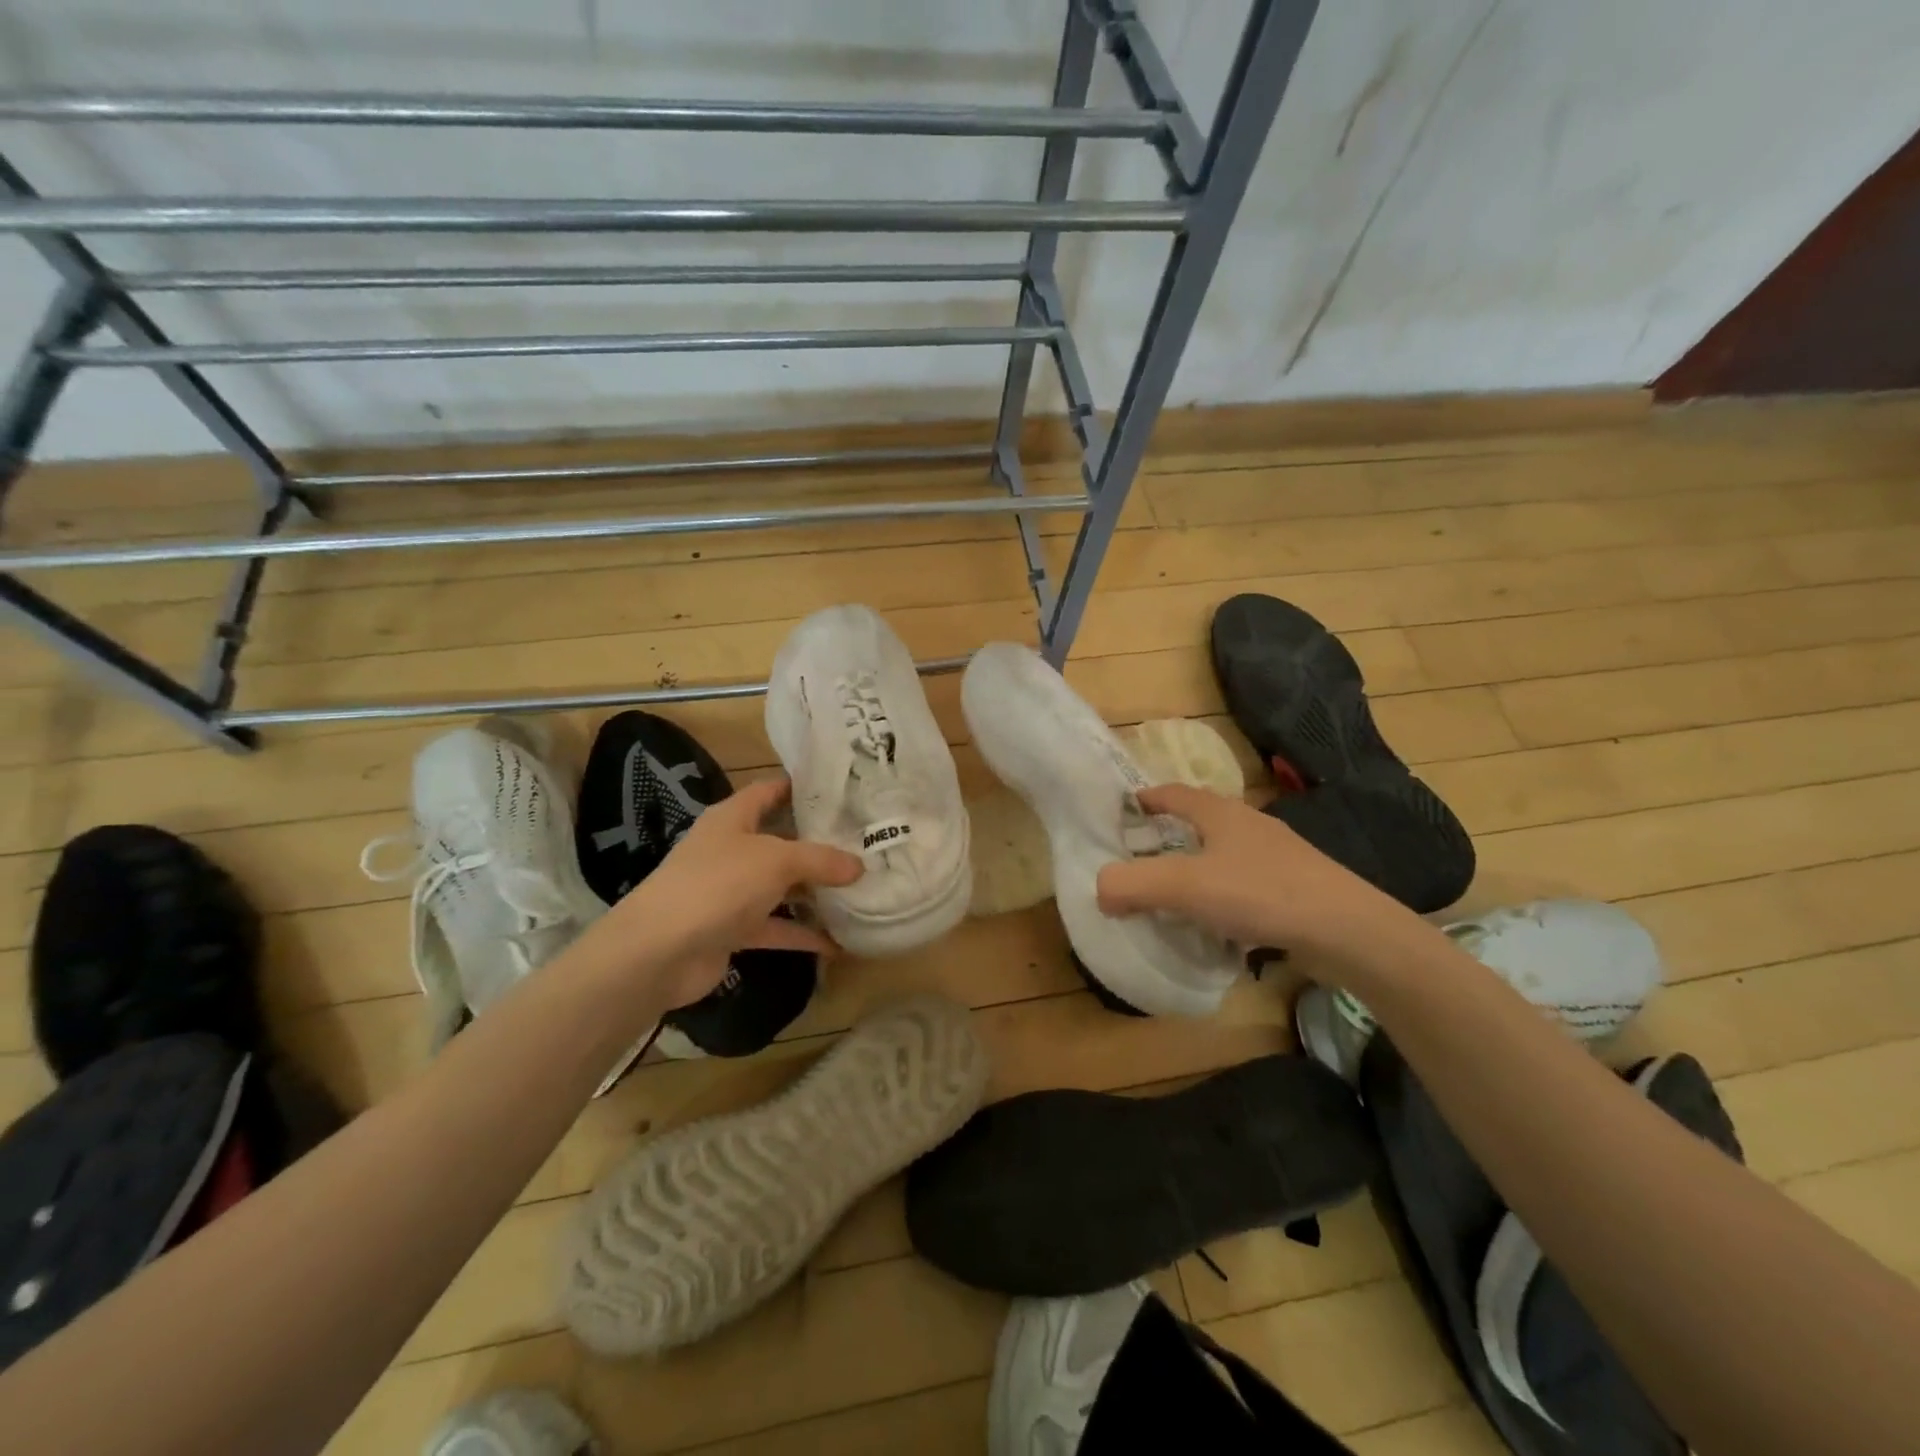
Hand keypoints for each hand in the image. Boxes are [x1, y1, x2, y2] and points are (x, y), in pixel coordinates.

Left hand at [581, 776, 862, 1010]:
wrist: (659, 951)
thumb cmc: (718, 884)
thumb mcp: (776, 861)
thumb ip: (821, 860)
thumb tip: (859, 865)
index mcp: (733, 818)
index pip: (770, 790)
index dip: (801, 787)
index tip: (841, 790)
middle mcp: (731, 849)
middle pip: (780, 840)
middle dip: (819, 843)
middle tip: (864, 841)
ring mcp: (730, 891)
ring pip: (780, 886)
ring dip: (813, 891)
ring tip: (860, 889)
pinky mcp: (731, 929)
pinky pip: (775, 927)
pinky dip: (802, 934)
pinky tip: (838, 943)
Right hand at [1096, 783, 1415, 967]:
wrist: (1346, 930)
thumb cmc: (1260, 892)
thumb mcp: (1184, 887)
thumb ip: (1132, 885)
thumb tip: (1100, 890)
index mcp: (1221, 813)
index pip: (1174, 794)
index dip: (1147, 798)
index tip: (1125, 808)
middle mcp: (1249, 826)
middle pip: (1200, 821)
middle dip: (1170, 835)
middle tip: (1141, 856)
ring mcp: (1277, 857)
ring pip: (1224, 855)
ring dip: (1198, 868)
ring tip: (1174, 894)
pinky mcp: (1294, 889)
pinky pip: (1245, 885)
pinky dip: (1223, 897)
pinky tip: (1216, 925)